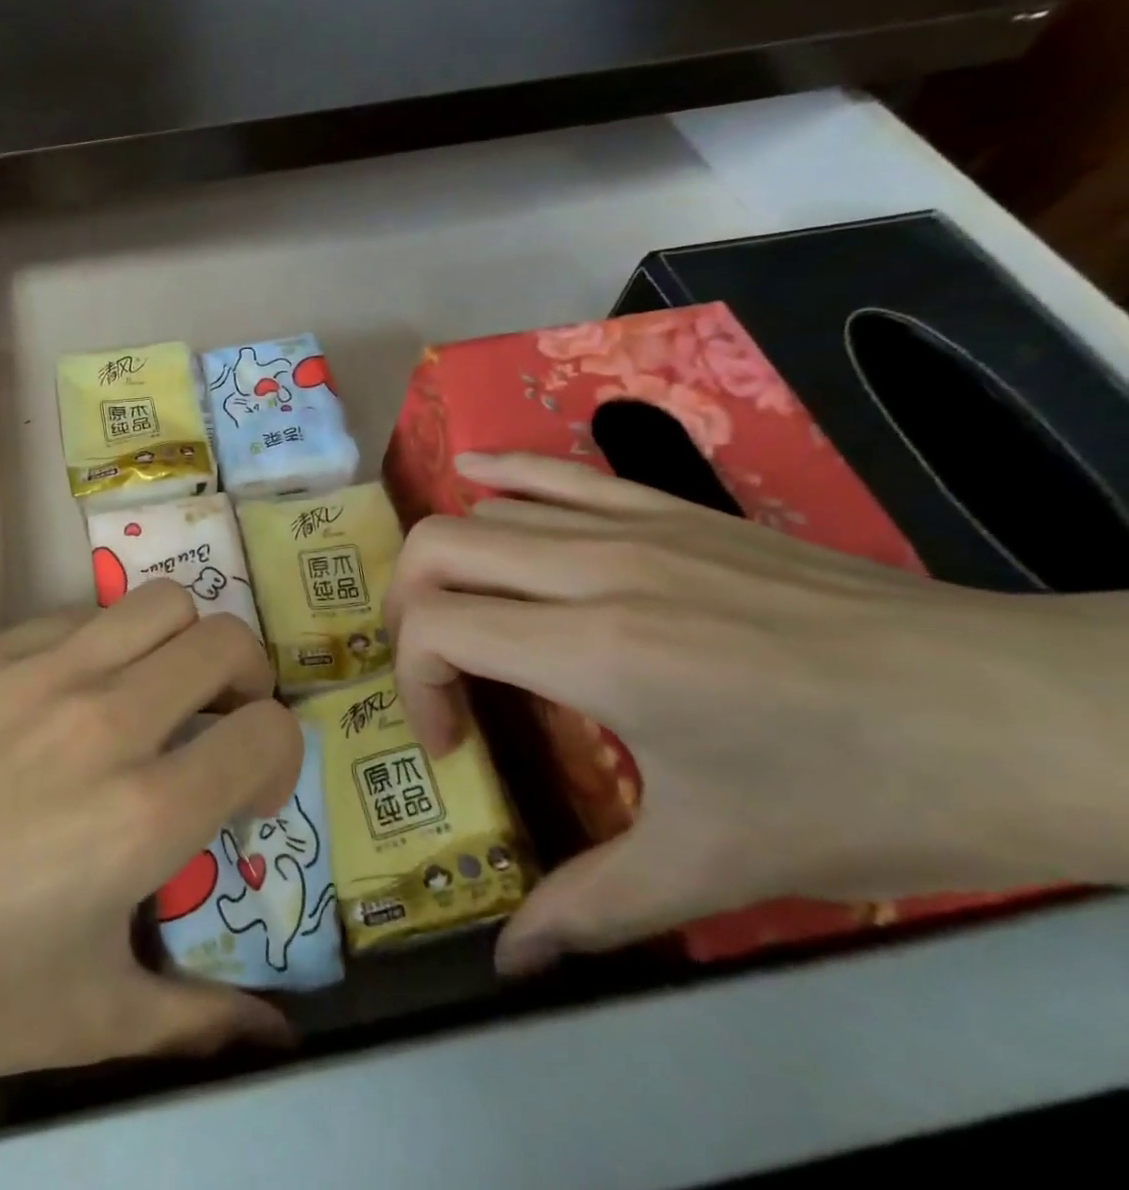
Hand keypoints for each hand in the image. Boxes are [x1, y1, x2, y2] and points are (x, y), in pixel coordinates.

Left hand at [0, 579, 301, 1112]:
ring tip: (156, 691)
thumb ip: (199, 1021)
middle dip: (245, 682)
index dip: (278, 760)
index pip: (269, 732)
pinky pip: (83, 614)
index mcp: (144, 811)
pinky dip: (108, 641)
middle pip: (229, 642)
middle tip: (217, 725)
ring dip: (182, 643)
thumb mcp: (86, 1022)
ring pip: (164, 603)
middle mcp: (109, 718)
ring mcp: (45, 669)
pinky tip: (73, 691)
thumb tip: (279, 1040)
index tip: (245, 796)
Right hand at [386, 453, 1128, 974]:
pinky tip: (470, 471)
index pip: (439, 628)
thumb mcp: (719, 866)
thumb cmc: (868, 797)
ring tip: (461, 615)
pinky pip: (557, 471)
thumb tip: (510, 964)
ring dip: (447, 562)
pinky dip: (499, 471)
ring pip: (485, 510)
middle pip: (438, 549)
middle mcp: (597, 570)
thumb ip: (594, 908)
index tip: (453, 745)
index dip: (416, 685)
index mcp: (599, 652)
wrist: (1029, 716)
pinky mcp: (673, 508)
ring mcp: (636, 527)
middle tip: (434, 672)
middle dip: (406, 610)